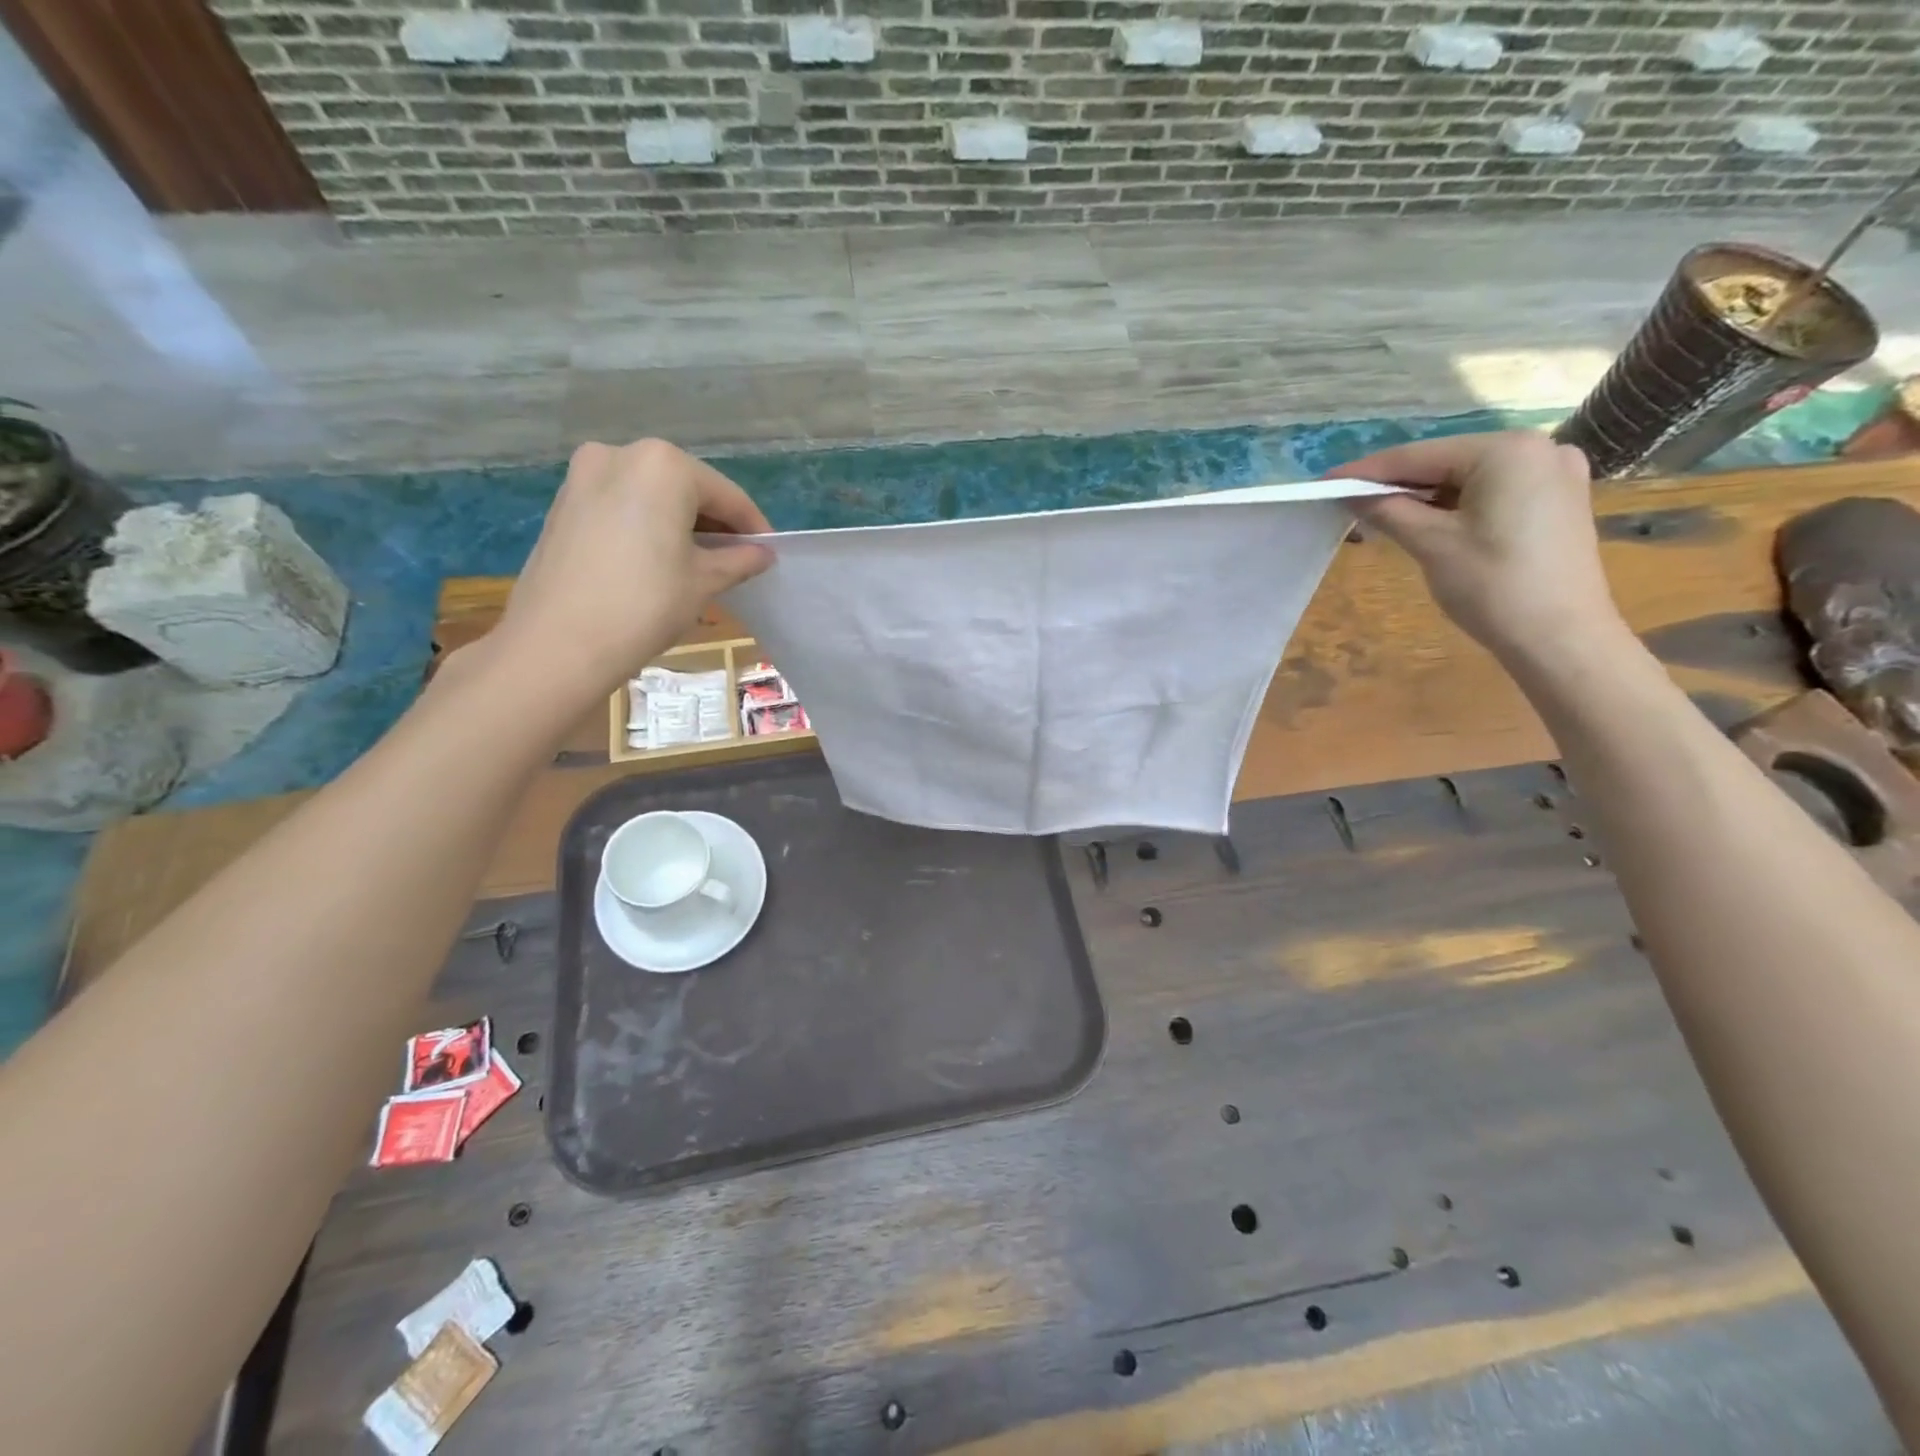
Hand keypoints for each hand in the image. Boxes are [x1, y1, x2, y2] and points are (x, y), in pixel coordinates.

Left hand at [489, 438, 773, 701]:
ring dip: (679, 523)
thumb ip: (739, 561)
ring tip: (698, 562)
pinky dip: (646, 526)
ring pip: (651, 496)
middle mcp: (621, 454)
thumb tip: (763, 555)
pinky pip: (621, 506)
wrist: (559, 643)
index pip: (727, 495)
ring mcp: (584, 475)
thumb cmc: (645, 605)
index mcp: (664, 466)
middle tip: (736, 559)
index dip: (753, 527)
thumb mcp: (704, 582)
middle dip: (714, 522)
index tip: (769, 554)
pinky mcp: (563, 503)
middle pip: (686, 488)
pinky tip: (657, 560)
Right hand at [1332, 431, 1622, 664]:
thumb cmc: (1493, 586)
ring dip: (1425, 495)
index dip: (1367, 471)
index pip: (1419, 456)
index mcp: (1507, 450)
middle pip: (1447, 461)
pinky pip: (1494, 490)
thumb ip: (1388, 510)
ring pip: (1469, 476)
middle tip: (1349, 501)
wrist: (1560, 637)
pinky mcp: (1558, 499)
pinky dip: (1457, 503)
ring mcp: (1555, 472)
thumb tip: (1349, 494)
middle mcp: (1538, 447)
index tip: (1326, 481)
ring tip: (1383, 514)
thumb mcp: (1431, 544)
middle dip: (1398, 483)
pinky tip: (1431, 521)